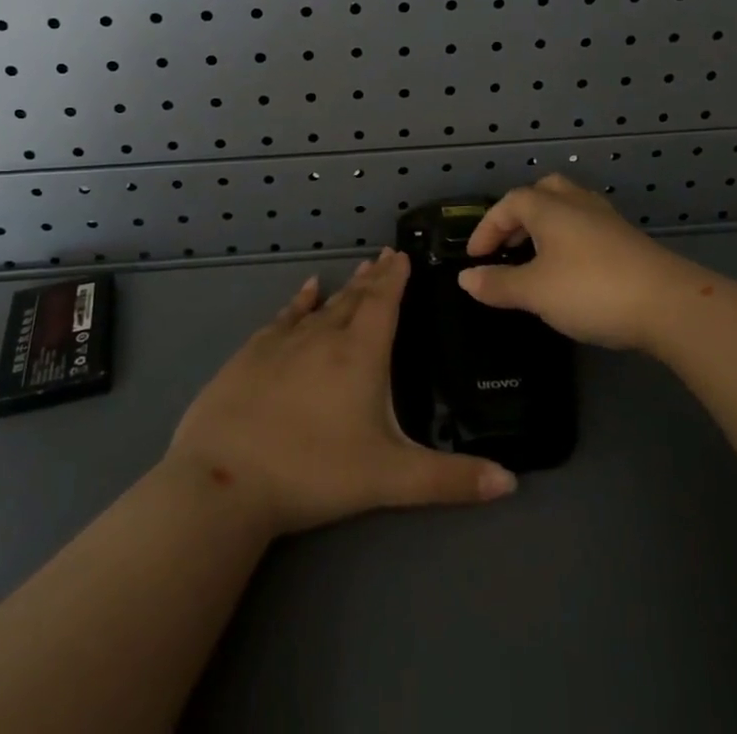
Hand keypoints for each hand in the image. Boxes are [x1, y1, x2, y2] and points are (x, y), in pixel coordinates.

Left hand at [167, 249, 517, 536]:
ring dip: (344, 288)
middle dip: (374, 278)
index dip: (396, 278)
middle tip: (385, 257)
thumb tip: (511, 483)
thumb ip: (450, 479)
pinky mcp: (252, 353)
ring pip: (323, 305)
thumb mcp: (390, 479)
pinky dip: (300, 301)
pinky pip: (285, 316)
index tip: (403, 254)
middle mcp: (325, 335)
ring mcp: (285, 341)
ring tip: (358, 270)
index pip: (384, 302)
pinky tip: (307, 290)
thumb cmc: (314, 472)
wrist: (225, 478)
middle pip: (356, 298)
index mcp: (361, 354)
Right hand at [458, 174, 691, 350]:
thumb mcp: (535, 291)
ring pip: (568, 207)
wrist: (669, 304)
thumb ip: (498, 284)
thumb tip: (465, 278)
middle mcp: (577, 203)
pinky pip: (587, 226)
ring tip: (536, 256)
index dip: (487, 227)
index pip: (509, 203)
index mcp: (549, 207)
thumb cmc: (591, 289)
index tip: (475, 257)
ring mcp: (607, 219)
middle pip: (542, 192)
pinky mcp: (628, 240)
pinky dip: (569, 239)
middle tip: (508, 244)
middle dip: (519, 214)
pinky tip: (571, 269)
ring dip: (546, 225)